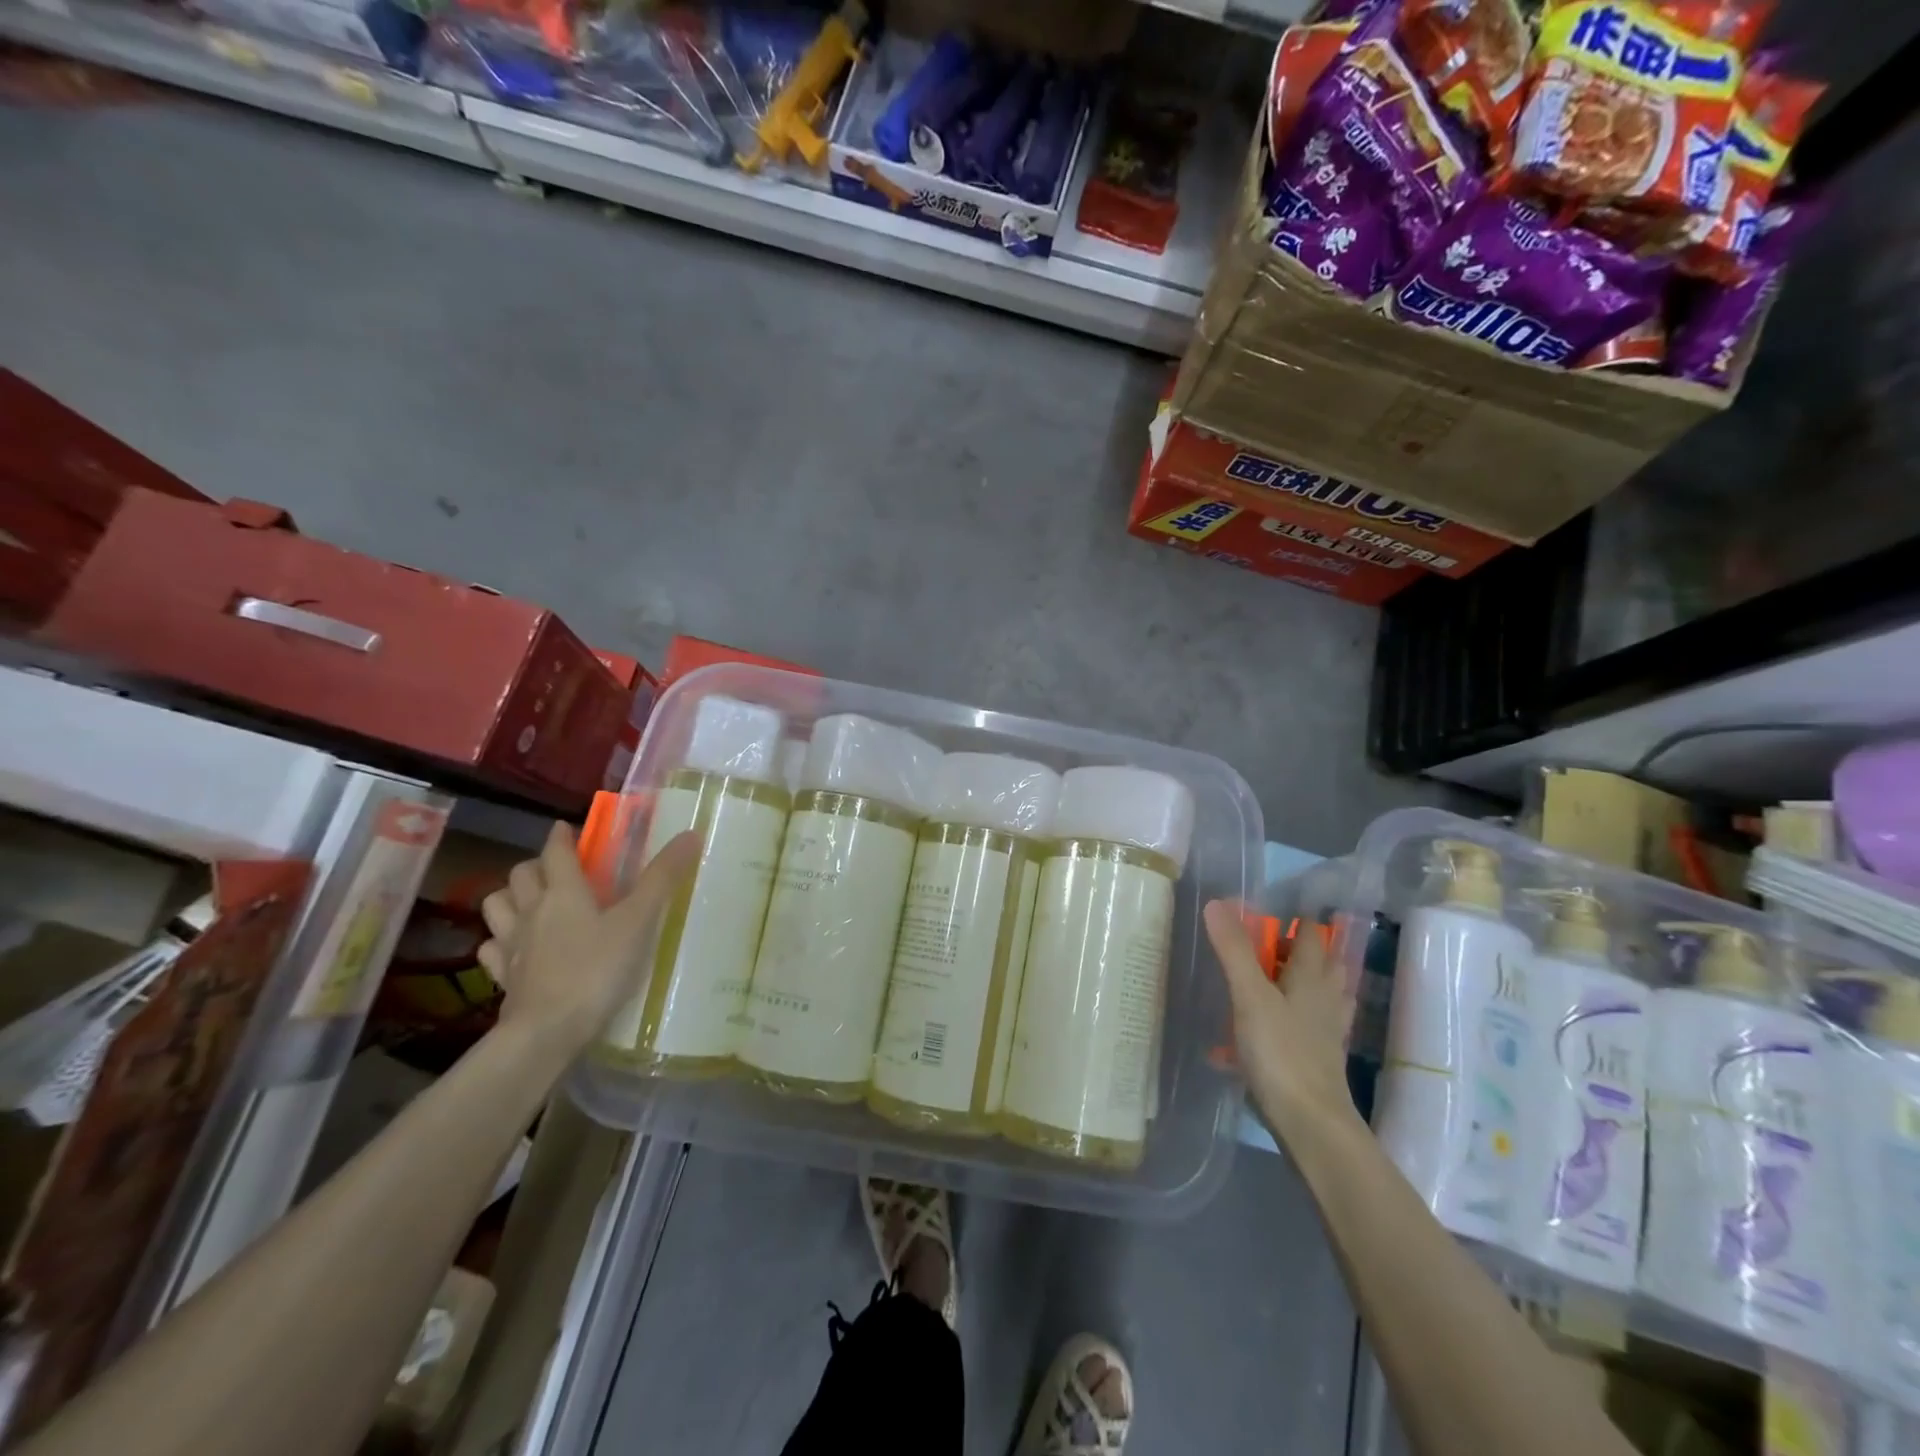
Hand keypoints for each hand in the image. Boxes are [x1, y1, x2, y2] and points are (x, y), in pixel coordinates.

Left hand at [478, 822, 700, 1056]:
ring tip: (530, 902)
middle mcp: (531, 911)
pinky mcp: (503, 978)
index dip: (561, 837)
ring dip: (510, 898)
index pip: (555, 852)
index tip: (565, 829)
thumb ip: (662, 879)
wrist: (547, 1032)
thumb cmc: (596, 969)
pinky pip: (492, 950)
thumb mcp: (639, 921)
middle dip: (536, 866)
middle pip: (521, 875)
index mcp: (563, 892)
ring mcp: (511, 945)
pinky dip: (500, 942)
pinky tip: (516, 949)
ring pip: (496, 907)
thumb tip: (690, 834)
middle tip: (556, 870)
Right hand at [1204, 899, 1360, 1145]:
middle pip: (1322, 965)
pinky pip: (1307, 1027)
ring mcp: (1325, 1033)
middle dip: (1300, 952)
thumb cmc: (1281, 1053)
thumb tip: (1217, 903)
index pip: (1313, 937)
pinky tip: (1266, 1030)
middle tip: (1267, 946)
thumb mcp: (1250, 996)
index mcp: (1312, 979)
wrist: (1311, 1125)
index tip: (1270, 915)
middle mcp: (1326, 1001)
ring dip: (1300, 984)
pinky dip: (1291, 1019)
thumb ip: (1234, 951)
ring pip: (1319, 997)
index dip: (1296, 922)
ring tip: (1271, 982)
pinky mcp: (1318, 1061)